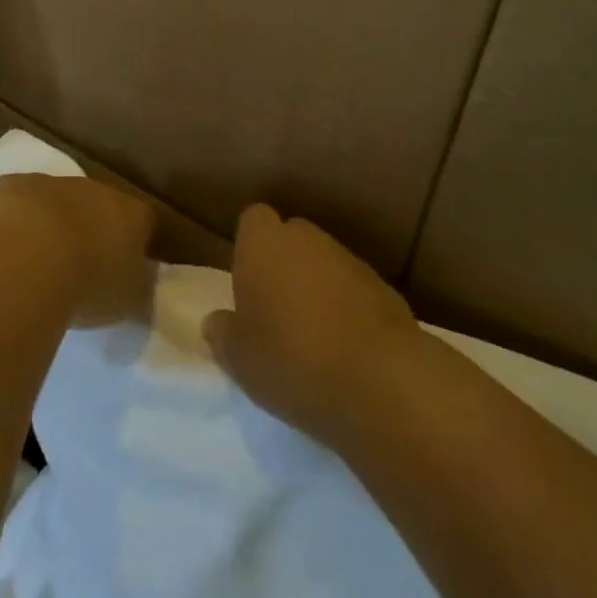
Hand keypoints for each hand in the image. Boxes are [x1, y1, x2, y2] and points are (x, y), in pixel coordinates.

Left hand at [0, 174, 155, 326]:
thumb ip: (138, 289)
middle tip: (82, 266)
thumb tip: (138, 285)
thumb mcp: (128, 302)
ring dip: (53, 224)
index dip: (141, 242)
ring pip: (58, 201)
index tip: (132, 267)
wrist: (24, 260)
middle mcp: (96, 189)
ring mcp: (52, 184)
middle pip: (100, 206)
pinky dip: (16, 223)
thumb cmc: (87, 285)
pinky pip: (19, 204)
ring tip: (39, 264)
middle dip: (93, 230)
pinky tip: (5, 251)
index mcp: (132, 213)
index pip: (147, 221)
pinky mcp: (10, 187)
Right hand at [203, 204, 420, 447]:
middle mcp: (305, 237)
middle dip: (284, 263)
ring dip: (317, 285)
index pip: (253, 219)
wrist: (378, 378)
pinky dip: (348, 306)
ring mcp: (347, 257)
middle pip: (290, 237)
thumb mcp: (240, 360)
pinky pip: (353, 287)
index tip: (248, 281)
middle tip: (276, 310)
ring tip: (313, 334)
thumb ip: (223, 334)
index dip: (250, 245)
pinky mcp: (381, 284)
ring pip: (323, 261)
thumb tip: (214, 321)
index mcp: (263, 243)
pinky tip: (347, 346)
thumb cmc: (291, 359)